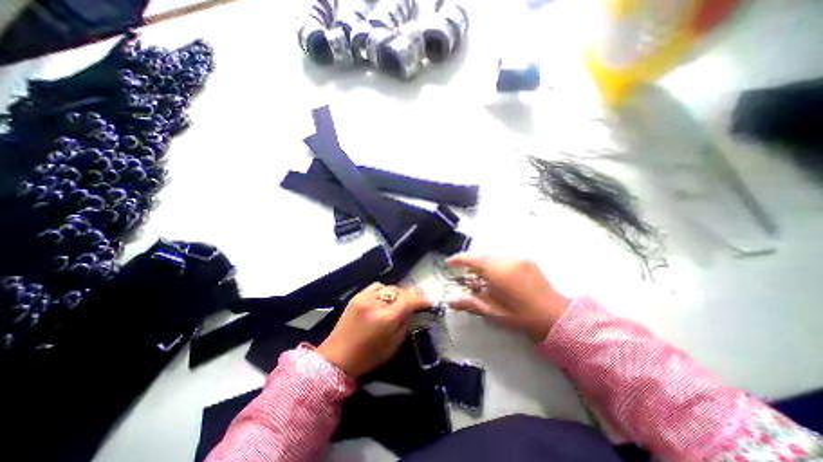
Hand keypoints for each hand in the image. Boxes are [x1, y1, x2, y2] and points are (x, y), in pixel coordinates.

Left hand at [317, 283, 430, 377]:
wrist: (337, 358)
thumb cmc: (368, 357)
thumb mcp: (393, 345)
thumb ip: (405, 324)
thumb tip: (412, 311)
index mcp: (386, 319)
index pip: (409, 301)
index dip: (421, 299)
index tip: (429, 301)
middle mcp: (376, 303)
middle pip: (399, 291)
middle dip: (409, 296)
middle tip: (414, 303)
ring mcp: (364, 297)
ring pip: (388, 287)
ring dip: (396, 293)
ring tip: (398, 302)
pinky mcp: (356, 296)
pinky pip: (376, 287)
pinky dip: (384, 291)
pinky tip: (384, 299)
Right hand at [447, 256, 570, 342]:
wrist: (557, 316)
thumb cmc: (522, 316)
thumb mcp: (493, 312)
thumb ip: (470, 303)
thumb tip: (450, 301)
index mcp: (498, 272)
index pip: (472, 259)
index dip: (458, 260)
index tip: (449, 263)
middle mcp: (507, 260)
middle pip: (481, 256)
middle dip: (470, 263)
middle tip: (464, 274)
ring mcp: (518, 258)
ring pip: (492, 256)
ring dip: (483, 263)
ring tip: (480, 277)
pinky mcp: (526, 260)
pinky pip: (503, 257)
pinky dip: (495, 263)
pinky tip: (496, 276)